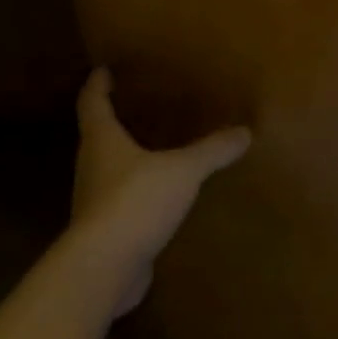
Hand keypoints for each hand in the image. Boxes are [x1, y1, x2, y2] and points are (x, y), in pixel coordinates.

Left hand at [72, 68, 250, 313]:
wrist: (104, 268)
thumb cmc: (136, 201)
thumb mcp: (184, 170)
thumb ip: (213, 150)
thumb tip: (245, 132)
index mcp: (102, 142)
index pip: (92, 104)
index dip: (97, 86)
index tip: (102, 70)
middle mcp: (92, 168)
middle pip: (96, 137)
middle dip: (112, 122)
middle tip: (134, 106)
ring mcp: (94, 203)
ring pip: (107, 171)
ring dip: (124, 158)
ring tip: (151, 149)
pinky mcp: (104, 233)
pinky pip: (120, 203)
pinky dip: (135, 194)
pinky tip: (158, 197)